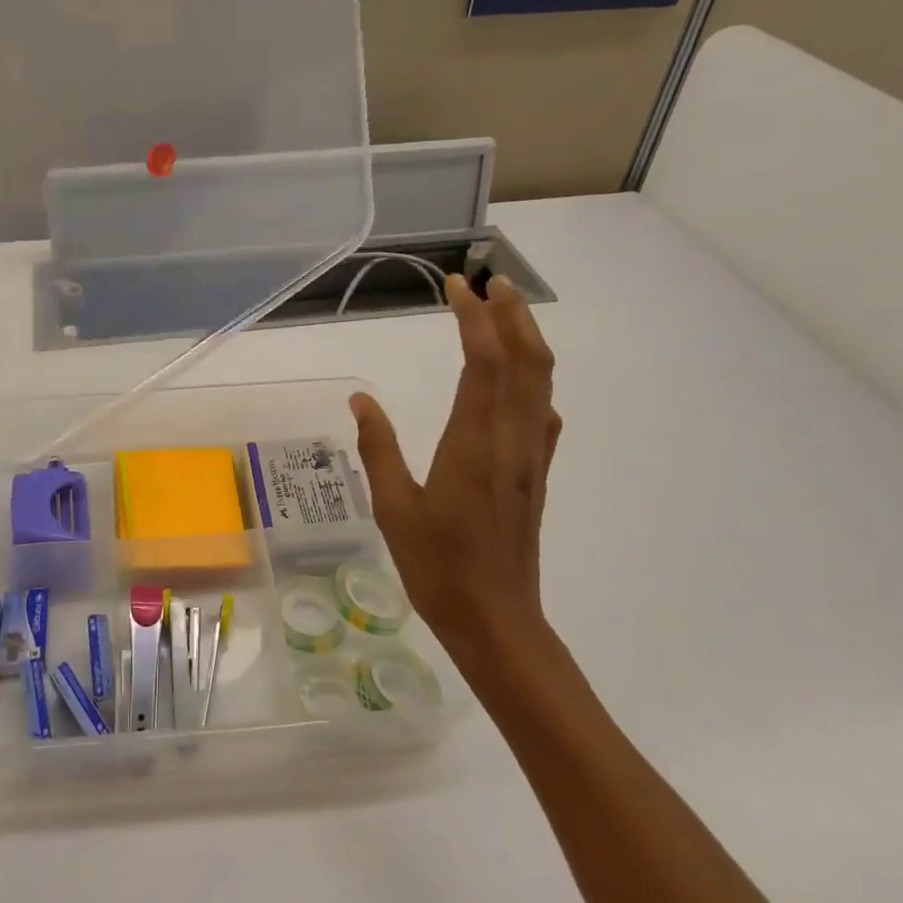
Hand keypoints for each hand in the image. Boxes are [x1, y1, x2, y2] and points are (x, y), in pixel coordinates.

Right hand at [350, 274, 561, 664]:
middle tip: (489, 281)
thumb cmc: (437, 566)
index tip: (456, 285)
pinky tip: (518, 381)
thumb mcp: (394, 507)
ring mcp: (530, 456)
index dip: (473, 317)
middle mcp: (511, 439)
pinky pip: (542, 412)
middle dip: (512, 314)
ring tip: (505, 312)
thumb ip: (378, 447)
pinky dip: (534, 379)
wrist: (497, 621)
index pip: (484, 361)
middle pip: (527, 360)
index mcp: (473, 443)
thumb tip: (360, 398)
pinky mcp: (537, 474)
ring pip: (542, 382)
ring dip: (528, 339)